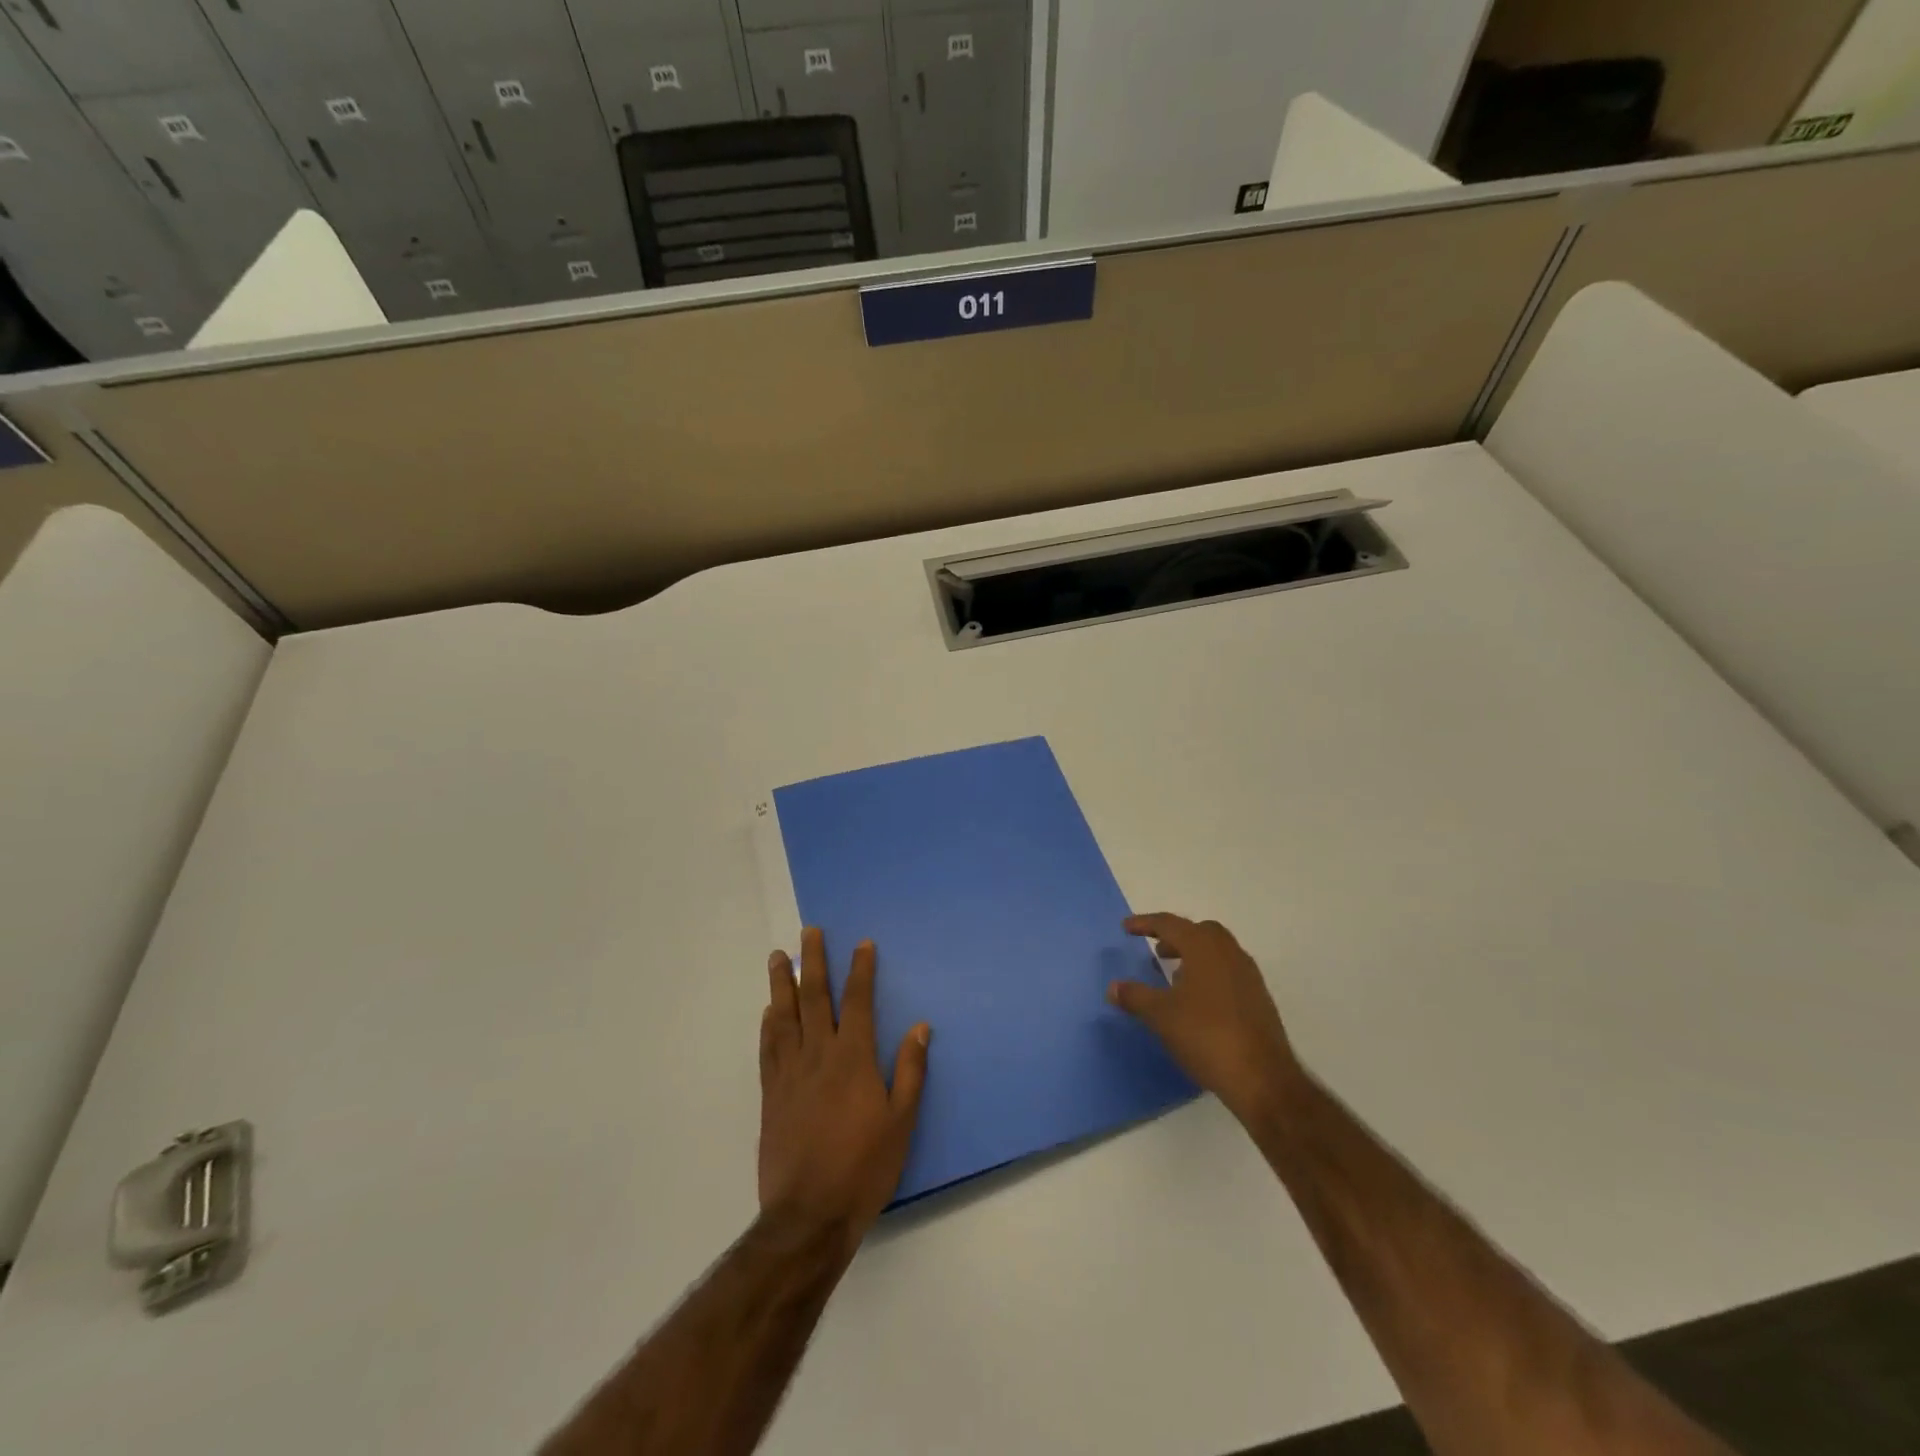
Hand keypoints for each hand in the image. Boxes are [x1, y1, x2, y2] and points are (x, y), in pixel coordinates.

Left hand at [759, 928, 929, 1256]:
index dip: (860, 970)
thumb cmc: (863, 1167)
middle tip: (808, 931)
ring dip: (782, 983)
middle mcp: (818, 1055)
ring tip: (778, 956)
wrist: (808, 1214)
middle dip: (813, 961)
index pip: (856, 1001)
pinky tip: (768, 1011)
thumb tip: (920, 1027)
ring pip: (784, 1016)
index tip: (861, 944)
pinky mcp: (770, 1095)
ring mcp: (789, 1074)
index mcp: (852, 1058)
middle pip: (814, 997)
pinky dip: (768, 1025)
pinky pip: (768, 1049)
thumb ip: (910, 1070)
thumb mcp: (901, 1122)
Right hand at [1108, 913, 1300, 1123]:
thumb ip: (1135, 996)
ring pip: (1217, 952)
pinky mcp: (1259, 999)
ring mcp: (1248, 976)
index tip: (1126, 927)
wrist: (1262, 1078)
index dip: (1146, 924)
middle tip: (1157, 951)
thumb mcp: (1161, 1016)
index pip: (1170, 924)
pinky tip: (1197, 1002)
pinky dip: (1209, 975)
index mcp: (1204, 947)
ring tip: (1174, 977)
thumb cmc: (1206, 1035)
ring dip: (1193, 956)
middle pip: (1200, 932)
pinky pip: (1229, 972)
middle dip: (1176, 937)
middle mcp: (1230, 953)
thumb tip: (1113, 987)